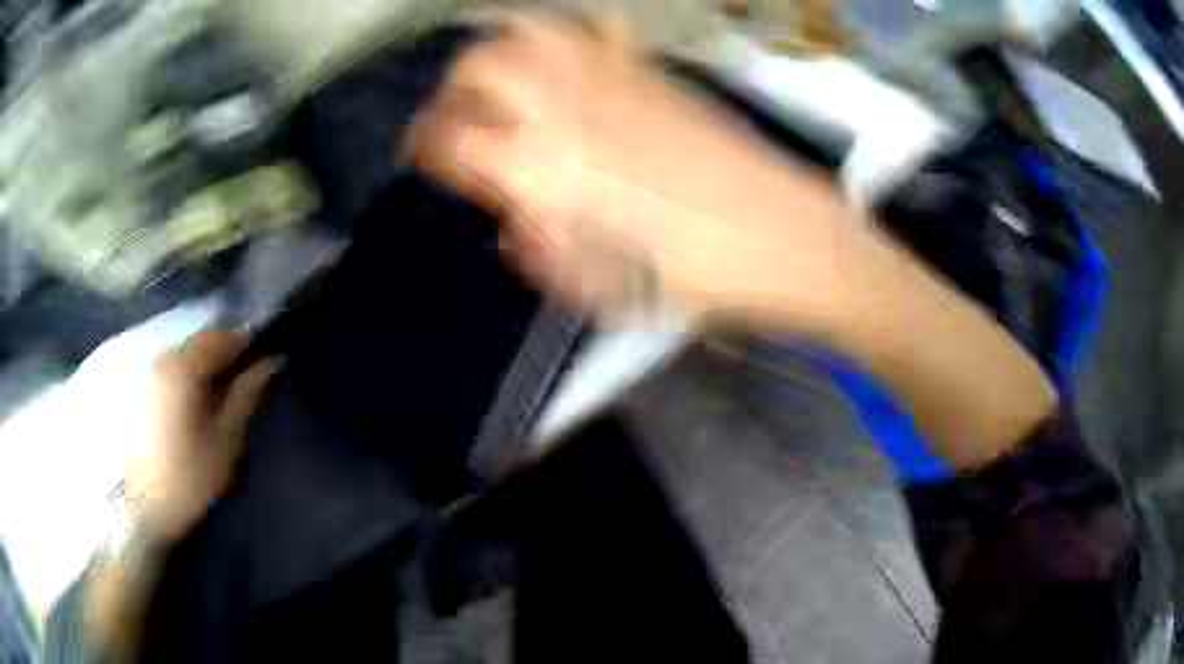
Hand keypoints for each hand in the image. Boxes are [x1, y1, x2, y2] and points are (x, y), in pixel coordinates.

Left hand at [127, 331, 274, 541]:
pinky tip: (204, 392)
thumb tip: (272, 360)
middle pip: (204, 339)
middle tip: (254, 364)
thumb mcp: (228, 439)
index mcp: (186, 368)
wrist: (150, 509)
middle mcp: (165, 358)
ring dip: (211, 360)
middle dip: (230, 347)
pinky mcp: (145, 389)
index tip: (272, 344)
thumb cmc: (193, 477)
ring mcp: (152, 372)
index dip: (251, 338)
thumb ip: (249, 394)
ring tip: (231, 380)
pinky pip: (176, 366)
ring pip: (189, 351)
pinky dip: (194, 371)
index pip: (224, 337)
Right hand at [416, 14, 863, 330]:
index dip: (425, 144)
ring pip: (531, 30)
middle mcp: (568, 109)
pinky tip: (573, 61)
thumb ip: (546, 252)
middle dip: (454, 88)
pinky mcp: (653, 72)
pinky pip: (597, 31)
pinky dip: (570, 37)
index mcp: (544, 172)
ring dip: (502, 49)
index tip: (423, 153)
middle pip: (479, 65)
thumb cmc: (696, 278)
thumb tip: (516, 228)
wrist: (786, 239)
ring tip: (504, 77)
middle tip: (462, 115)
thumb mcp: (605, 288)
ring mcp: (614, 80)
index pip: (451, 138)